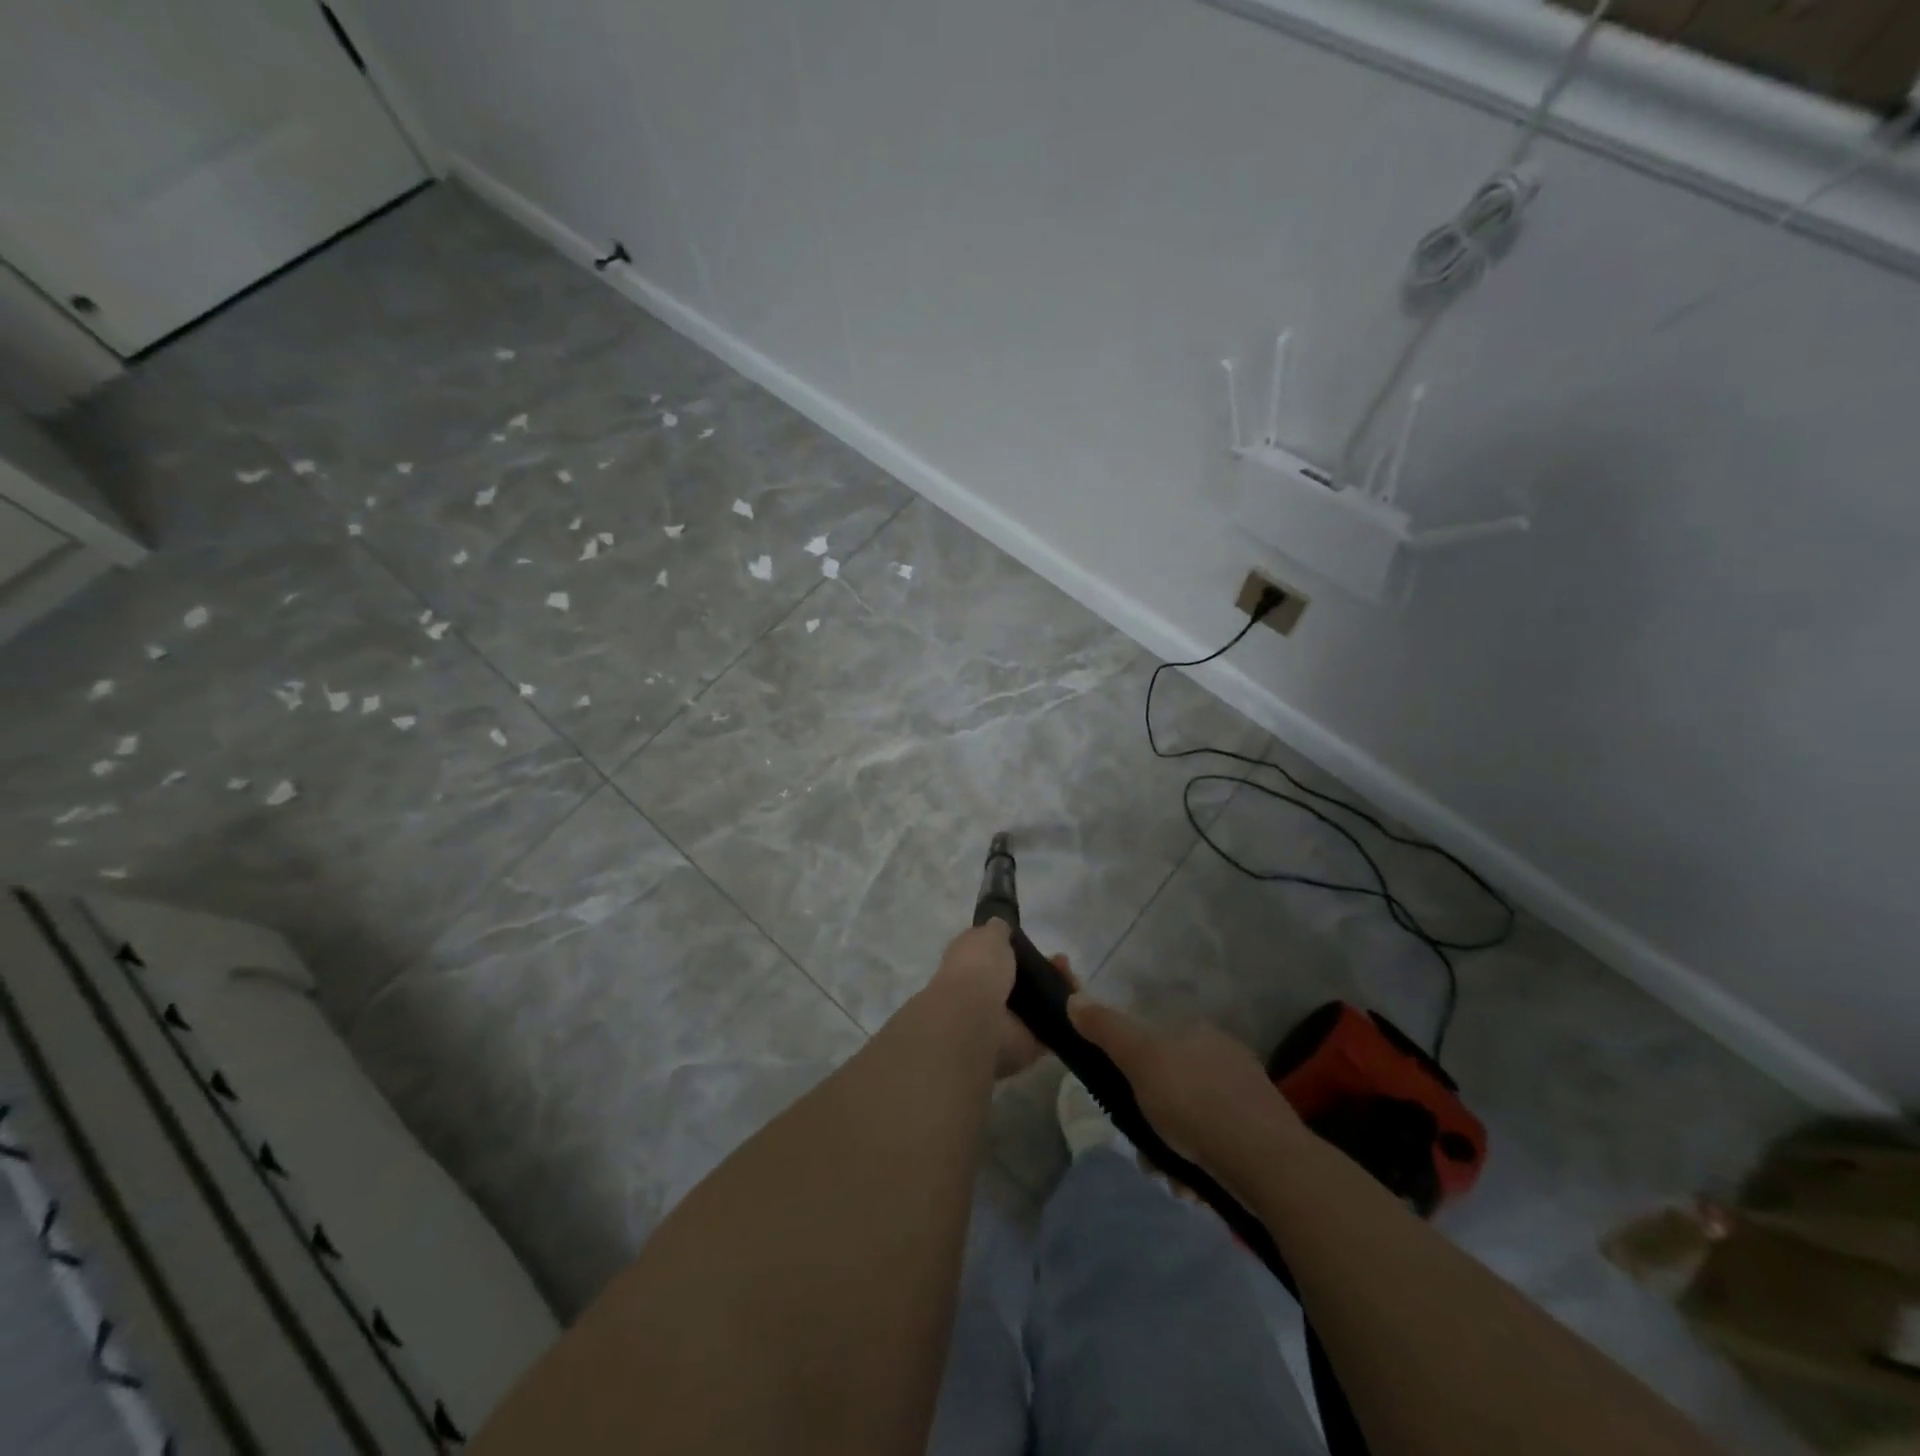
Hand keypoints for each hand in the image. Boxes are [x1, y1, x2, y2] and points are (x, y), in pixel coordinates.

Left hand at [928, 921, 1075, 1079]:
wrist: (976, 1020)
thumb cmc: (978, 969)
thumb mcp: (988, 934)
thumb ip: (998, 930)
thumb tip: (1000, 926)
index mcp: (972, 964)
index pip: (997, 954)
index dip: (1019, 947)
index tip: (1037, 942)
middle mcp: (988, 992)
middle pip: (1025, 978)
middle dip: (1046, 968)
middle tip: (1063, 963)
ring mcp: (1008, 1020)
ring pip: (1041, 1002)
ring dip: (1060, 989)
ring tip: (1073, 980)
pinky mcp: (1028, 1044)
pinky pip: (1053, 1028)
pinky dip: (1069, 1018)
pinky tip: (1079, 1003)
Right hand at [1066, 996, 1302, 1189]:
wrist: (1268, 1163)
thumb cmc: (1194, 1102)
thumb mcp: (1139, 1059)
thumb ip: (1106, 1030)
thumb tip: (1074, 998)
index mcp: (1198, 1033)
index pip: (1155, 1046)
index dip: (1134, 1076)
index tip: (1124, 1107)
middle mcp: (1226, 1056)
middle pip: (1172, 1086)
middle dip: (1153, 1120)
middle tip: (1145, 1150)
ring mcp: (1249, 1096)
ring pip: (1194, 1120)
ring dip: (1174, 1149)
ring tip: (1170, 1177)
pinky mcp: (1265, 1135)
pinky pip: (1219, 1146)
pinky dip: (1201, 1165)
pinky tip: (1194, 1186)